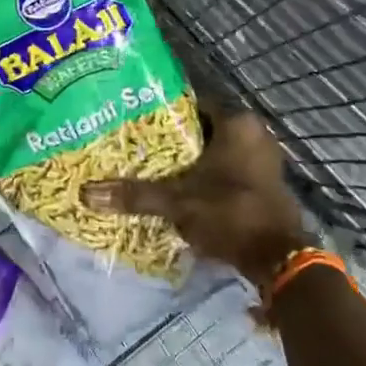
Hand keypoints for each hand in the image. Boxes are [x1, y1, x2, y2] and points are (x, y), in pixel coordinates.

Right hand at [82, 111, 307, 285]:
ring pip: (215, 151)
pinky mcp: (265, 183)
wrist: (279, 261)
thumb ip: (135, 194)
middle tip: (137, 144)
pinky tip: (181, 187)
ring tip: (153, 166)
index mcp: (237, 123)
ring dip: (190, 160)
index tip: (133, 119)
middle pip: (202, 129)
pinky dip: (207, 176)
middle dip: (173, 139)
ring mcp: (263, 159)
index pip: (190, 104)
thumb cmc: (230, 213)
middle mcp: (254, 133)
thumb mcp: (177, 202)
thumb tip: (87, 192)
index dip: (160, 112)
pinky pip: (228, 169)